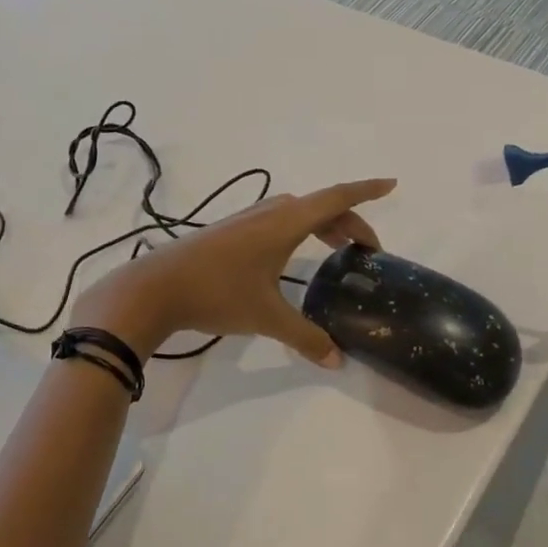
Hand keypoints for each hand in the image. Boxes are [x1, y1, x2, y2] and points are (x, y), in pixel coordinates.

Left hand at [69, 179, 397, 364]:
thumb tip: (338, 361)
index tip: (392, 185)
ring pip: (296, 213)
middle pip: (320, 206)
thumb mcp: (266, 317)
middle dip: (349, 222)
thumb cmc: (217, 293)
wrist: (155, 287)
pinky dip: (300, 230)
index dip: (366, 192)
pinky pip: (278, 221)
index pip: (336, 198)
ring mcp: (246, 220)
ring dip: (322, 225)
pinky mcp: (230, 232)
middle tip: (367, 252)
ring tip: (338, 252)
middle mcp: (268, 213)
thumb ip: (305, 337)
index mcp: (285, 222)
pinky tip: (293, 256)